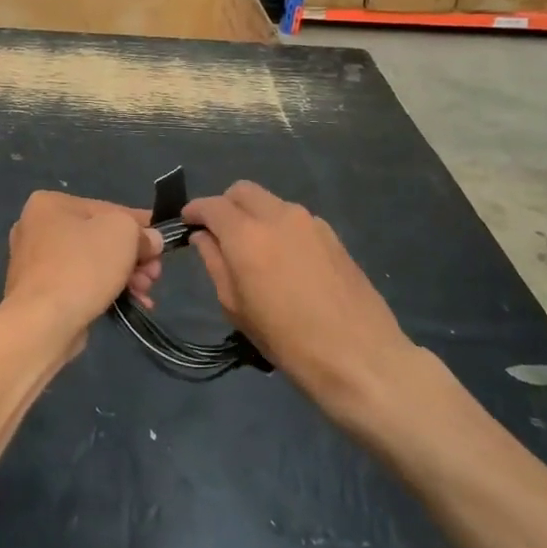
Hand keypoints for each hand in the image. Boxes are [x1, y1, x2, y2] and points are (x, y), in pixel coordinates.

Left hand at [1, 192, 163, 353]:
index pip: (106, 208)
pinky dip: (105, 290)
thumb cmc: (82, 266)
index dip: (140, 225)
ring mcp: (35, 262)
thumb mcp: (124, 233)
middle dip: (133, 256)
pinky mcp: (39, 293)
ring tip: (145, 292)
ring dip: (124, 275)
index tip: (162, 242)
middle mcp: (36, 228)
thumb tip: (150, 241)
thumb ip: (141, 231)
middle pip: (99, 237)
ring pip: (92, 263)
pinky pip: (80, 284)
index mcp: (50, 204)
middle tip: (154, 274)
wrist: (43, 323)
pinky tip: (131, 303)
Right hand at [183, 182, 415, 416]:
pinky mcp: (333, 235)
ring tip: (254, 250)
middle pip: (243, 191)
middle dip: (225, 205)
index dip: (195, 211)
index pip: (212, 205)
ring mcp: (310, 222)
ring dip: (254, 215)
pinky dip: (280, 227)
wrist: (359, 356)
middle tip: (219, 233)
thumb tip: (204, 237)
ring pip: (271, 202)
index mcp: (247, 234)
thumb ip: (215, 263)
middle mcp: (278, 216)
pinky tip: (285, 261)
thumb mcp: (236, 307)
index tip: (187, 223)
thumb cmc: (287, 339)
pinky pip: (295, 219)